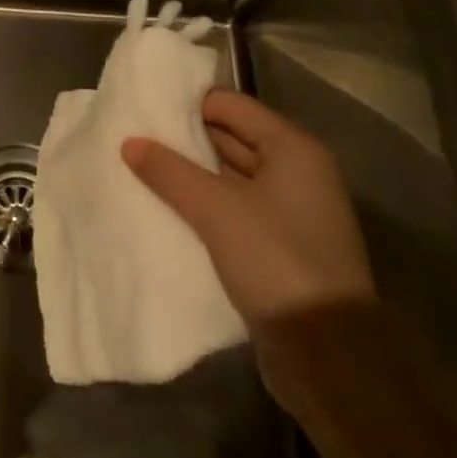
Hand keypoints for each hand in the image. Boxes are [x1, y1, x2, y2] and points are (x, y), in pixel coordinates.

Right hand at [121, 88, 374, 334]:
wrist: (327, 354)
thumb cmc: (275, 260)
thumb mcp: (215, 208)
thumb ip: (169, 170)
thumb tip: (130, 142)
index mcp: (294, 149)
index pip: (232, 105)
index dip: (188, 103)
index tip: (144, 108)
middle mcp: (299, 172)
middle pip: (233, 138)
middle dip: (186, 139)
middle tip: (135, 137)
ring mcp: (293, 211)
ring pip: (231, 176)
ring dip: (192, 174)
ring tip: (141, 169)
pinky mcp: (282, 246)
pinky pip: (236, 209)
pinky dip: (205, 205)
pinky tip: (168, 207)